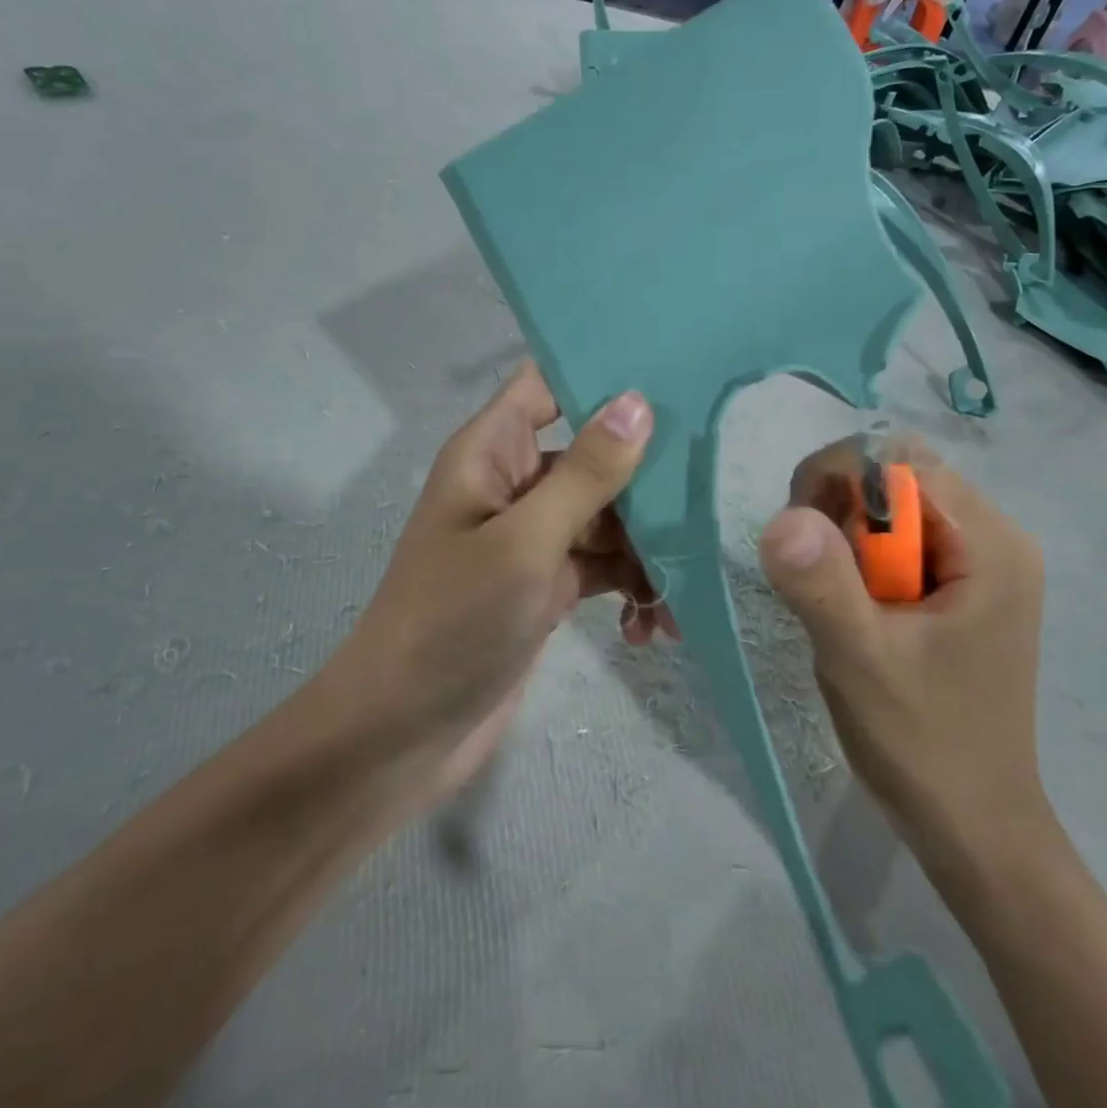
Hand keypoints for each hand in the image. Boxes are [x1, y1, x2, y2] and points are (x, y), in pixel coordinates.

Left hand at [334, 362, 668, 810]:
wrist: (403, 734)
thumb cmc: (453, 622)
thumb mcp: (525, 542)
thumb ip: (585, 474)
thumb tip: (638, 401)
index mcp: (492, 452)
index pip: (547, 383)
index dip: (601, 373)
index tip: (673, 375)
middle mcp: (513, 484)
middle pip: (594, 454)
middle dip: (646, 480)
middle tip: (703, 506)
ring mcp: (532, 537)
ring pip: (608, 516)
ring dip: (647, 550)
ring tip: (676, 595)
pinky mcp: (547, 585)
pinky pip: (603, 567)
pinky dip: (630, 588)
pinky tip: (650, 628)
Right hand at [757, 434, 1048, 859]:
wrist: (972, 825)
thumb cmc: (924, 744)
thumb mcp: (860, 663)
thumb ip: (822, 586)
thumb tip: (783, 516)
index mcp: (991, 546)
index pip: (903, 462)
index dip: (841, 478)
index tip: (799, 530)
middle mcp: (996, 540)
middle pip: (899, 478)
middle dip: (839, 508)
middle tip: (810, 569)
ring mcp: (981, 565)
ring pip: (893, 508)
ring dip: (845, 537)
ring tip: (832, 597)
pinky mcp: (962, 589)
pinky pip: (899, 542)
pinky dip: (860, 560)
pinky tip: (853, 608)